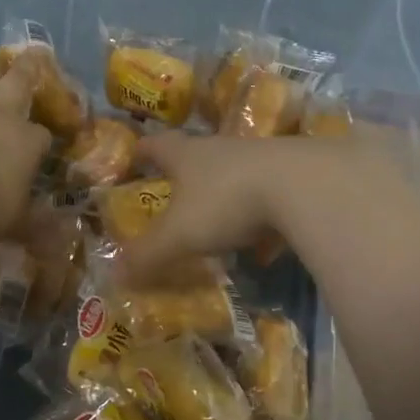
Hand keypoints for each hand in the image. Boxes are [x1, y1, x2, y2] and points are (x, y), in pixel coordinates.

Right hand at [117, 132, 357, 284]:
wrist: (305, 184)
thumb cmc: (228, 201)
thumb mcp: (180, 234)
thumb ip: (148, 255)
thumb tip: (114, 274)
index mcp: (189, 155)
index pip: (158, 145)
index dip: (144, 150)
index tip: (135, 153)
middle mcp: (223, 149)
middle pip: (198, 153)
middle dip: (186, 171)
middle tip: (176, 190)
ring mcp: (262, 158)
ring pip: (236, 171)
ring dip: (226, 191)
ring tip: (220, 220)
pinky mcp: (295, 174)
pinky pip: (270, 193)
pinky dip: (262, 213)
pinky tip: (266, 239)